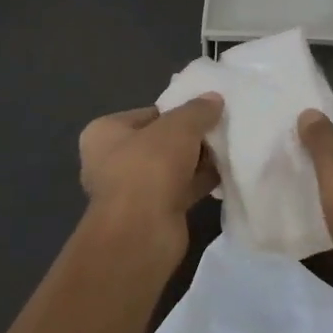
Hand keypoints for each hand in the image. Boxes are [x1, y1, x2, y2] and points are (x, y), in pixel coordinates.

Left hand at [78, 96, 222, 238]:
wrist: (142, 233)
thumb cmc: (150, 167)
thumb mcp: (179, 127)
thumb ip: (197, 110)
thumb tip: (214, 98)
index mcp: (104, 133)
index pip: (148, 113)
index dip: (177, 111)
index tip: (206, 112)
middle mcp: (112, 160)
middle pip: (161, 141)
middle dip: (190, 138)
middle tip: (221, 130)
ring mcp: (131, 190)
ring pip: (172, 167)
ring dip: (197, 161)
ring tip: (229, 149)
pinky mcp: (151, 213)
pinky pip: (181, 189)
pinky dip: (200, 182)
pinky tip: (225, 174)